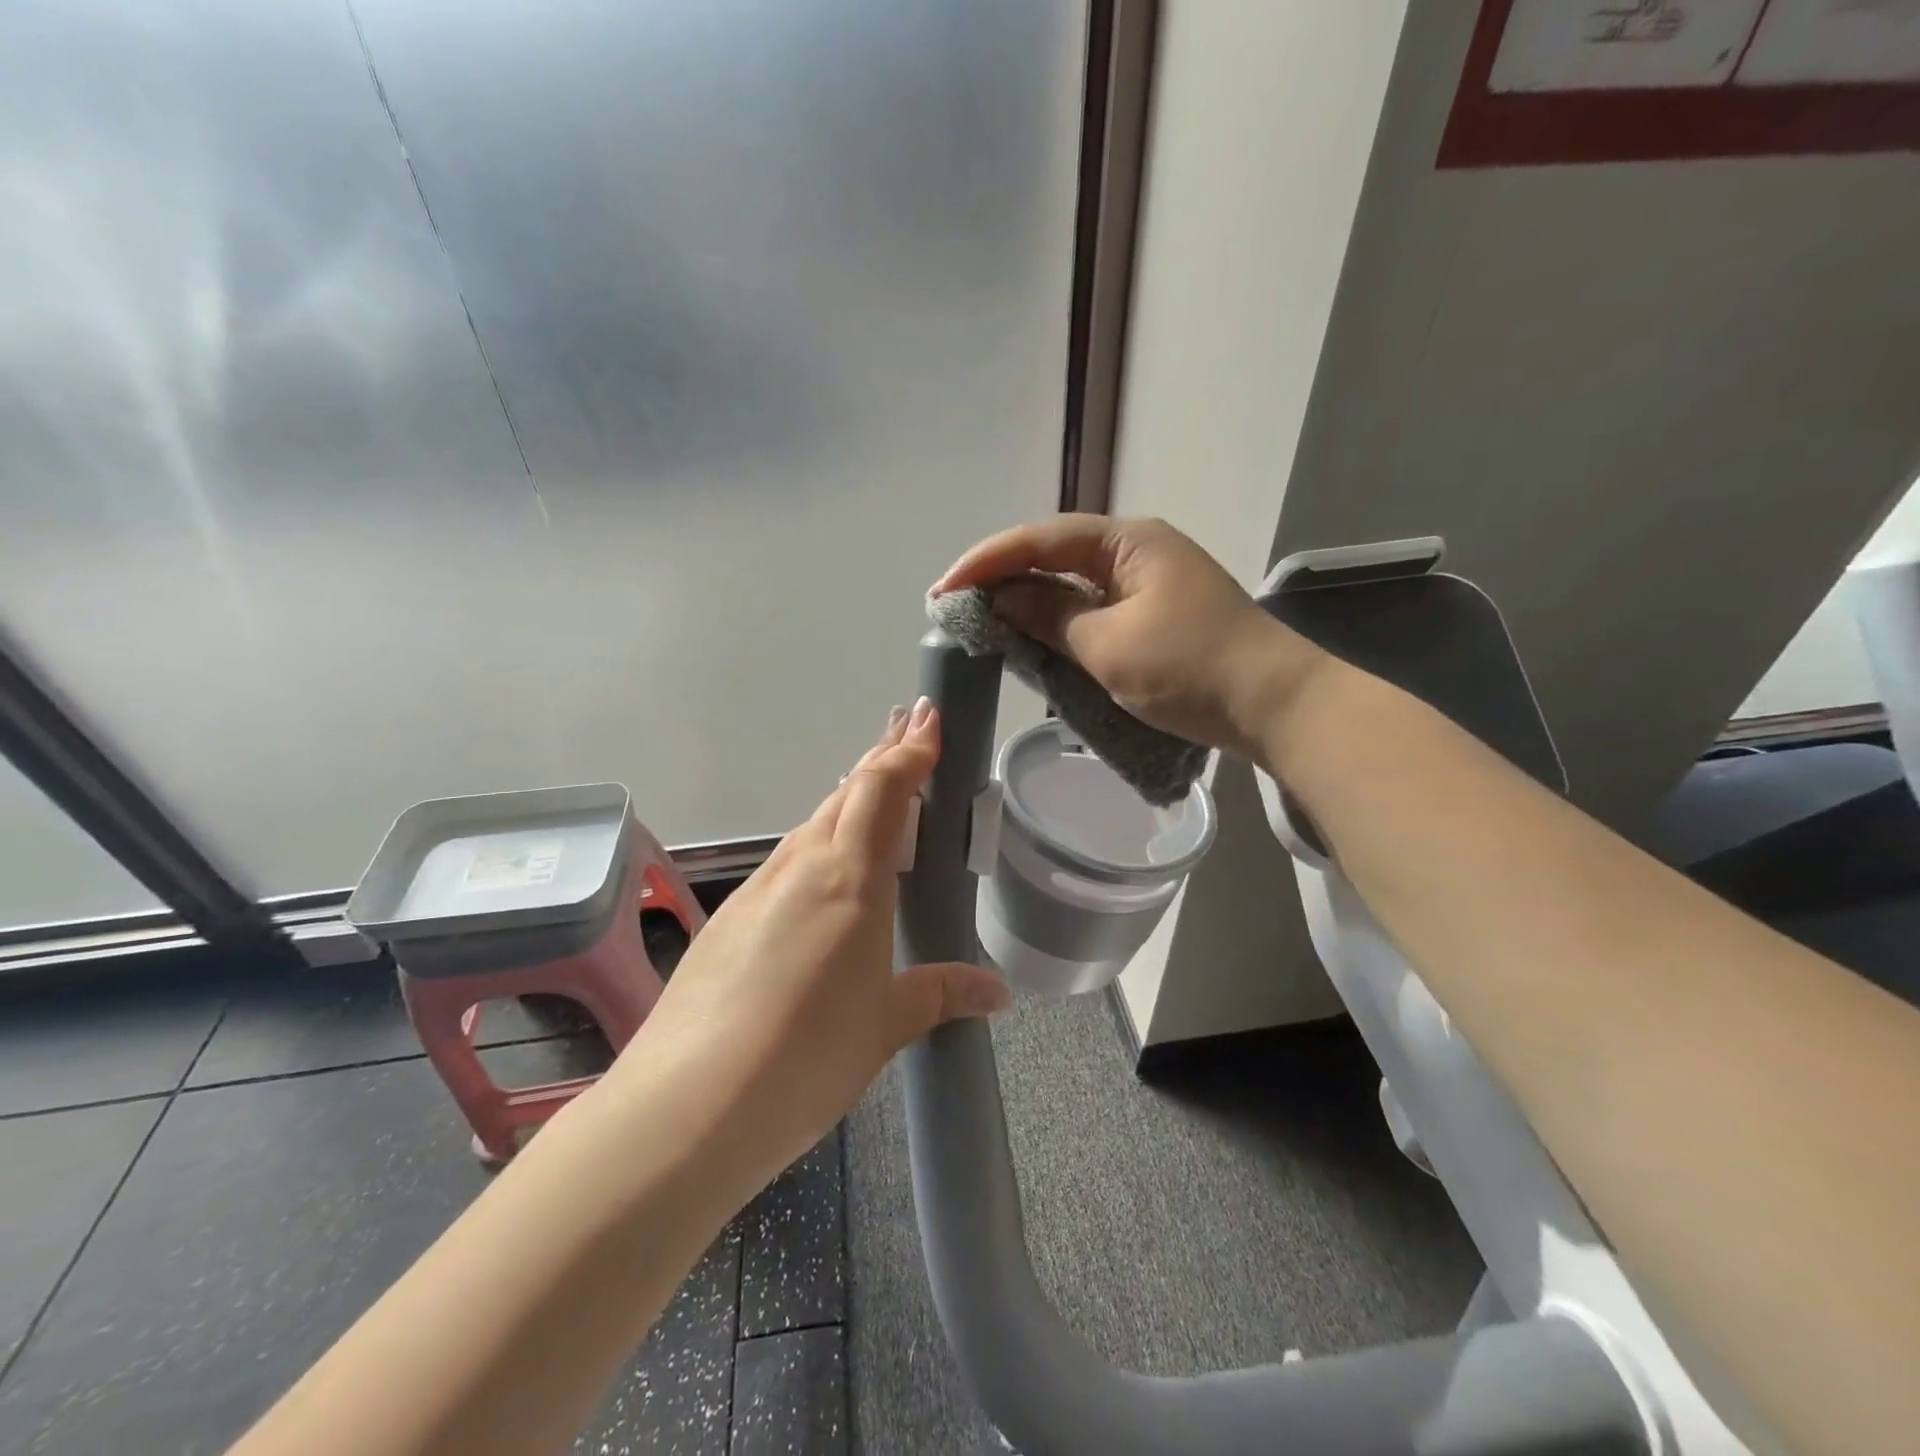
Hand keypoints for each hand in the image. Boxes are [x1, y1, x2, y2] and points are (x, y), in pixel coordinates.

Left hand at [603, 699, 1010, 1191]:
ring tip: (876, 795)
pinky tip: (823, 876)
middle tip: (910, 735)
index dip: (908, 751)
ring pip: (813, 825)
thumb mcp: (885, 1026)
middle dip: (882, 759)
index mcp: (850, 878)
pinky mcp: (729, 918)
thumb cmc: (806, 1056)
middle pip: (846, 794)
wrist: (687, 1105)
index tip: (928, 720)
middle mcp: (801, 866)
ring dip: (848, 801)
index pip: (883, 790)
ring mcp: (758, 889)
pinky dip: (817, 845)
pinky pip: (786, 863)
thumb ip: (940, 995)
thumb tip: (997, 992)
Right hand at [932, 514, 1323, 758]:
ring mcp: (1149, 582)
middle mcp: (1137, 550)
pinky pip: (1094, 607)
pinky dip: (1060, 620)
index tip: (943, 589)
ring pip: (1073, 582)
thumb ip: (1049, 616)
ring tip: (983, 615)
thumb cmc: (1190, 668)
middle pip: (1055, 553)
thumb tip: (1002, 598)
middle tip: (955, 601)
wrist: (1274, 705)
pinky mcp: (1155, 614)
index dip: (987, 562)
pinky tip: (1033, 633)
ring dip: (1029, 598)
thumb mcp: (1109, 645)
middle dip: (1003, 576)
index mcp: (1128, 541)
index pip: (1041, 540)